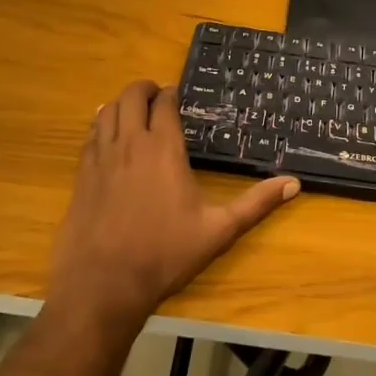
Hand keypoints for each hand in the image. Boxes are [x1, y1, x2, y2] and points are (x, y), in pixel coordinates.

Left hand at [48, 80, 298, 332]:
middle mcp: (130, 144)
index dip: (170, 94)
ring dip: (120, 103)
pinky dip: (100, 125)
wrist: (103, 285)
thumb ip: (256, 204)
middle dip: (144, 89)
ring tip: (132, 109)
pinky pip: (89, 136)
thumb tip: (294, 183)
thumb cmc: (165, 255)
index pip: (163, 103)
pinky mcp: (81, 176)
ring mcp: (101, 158)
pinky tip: (105, 134)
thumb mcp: (218, 230)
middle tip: (156, 95)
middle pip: (131, 97)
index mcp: (163, 149)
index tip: (177, 95)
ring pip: (107, 112)